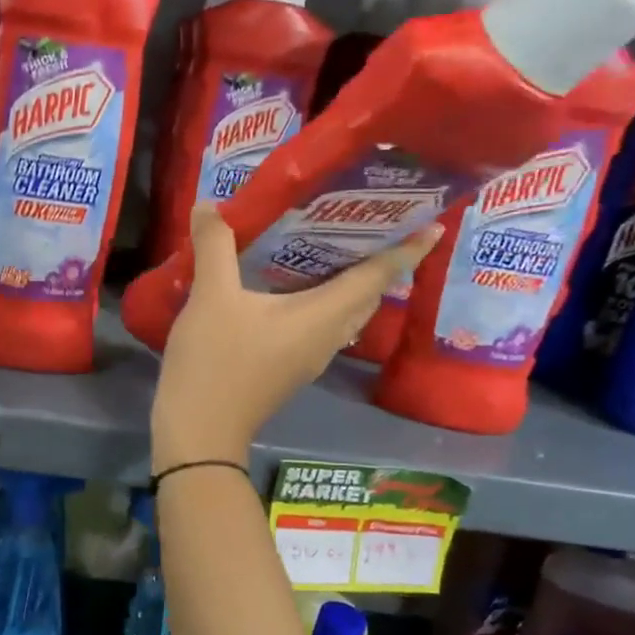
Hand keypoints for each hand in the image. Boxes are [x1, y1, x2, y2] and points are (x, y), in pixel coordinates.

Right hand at [150, 205, 442, 468]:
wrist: (200, 430)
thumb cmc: (215, 361)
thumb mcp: (212, 297)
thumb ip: (214, 246)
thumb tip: (209, 204)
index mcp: (322, 315)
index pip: (377, 276)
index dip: (407, 250)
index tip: (434, 224)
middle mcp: (327, 336)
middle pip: (368, 296)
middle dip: (382, 262)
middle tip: (375, 223)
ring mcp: (310, 357)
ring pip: (347, 314)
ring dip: (353, 284)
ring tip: (337, 248)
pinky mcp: (291, 368)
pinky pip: (323, 326)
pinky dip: (324, 301)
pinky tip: (294, 287)